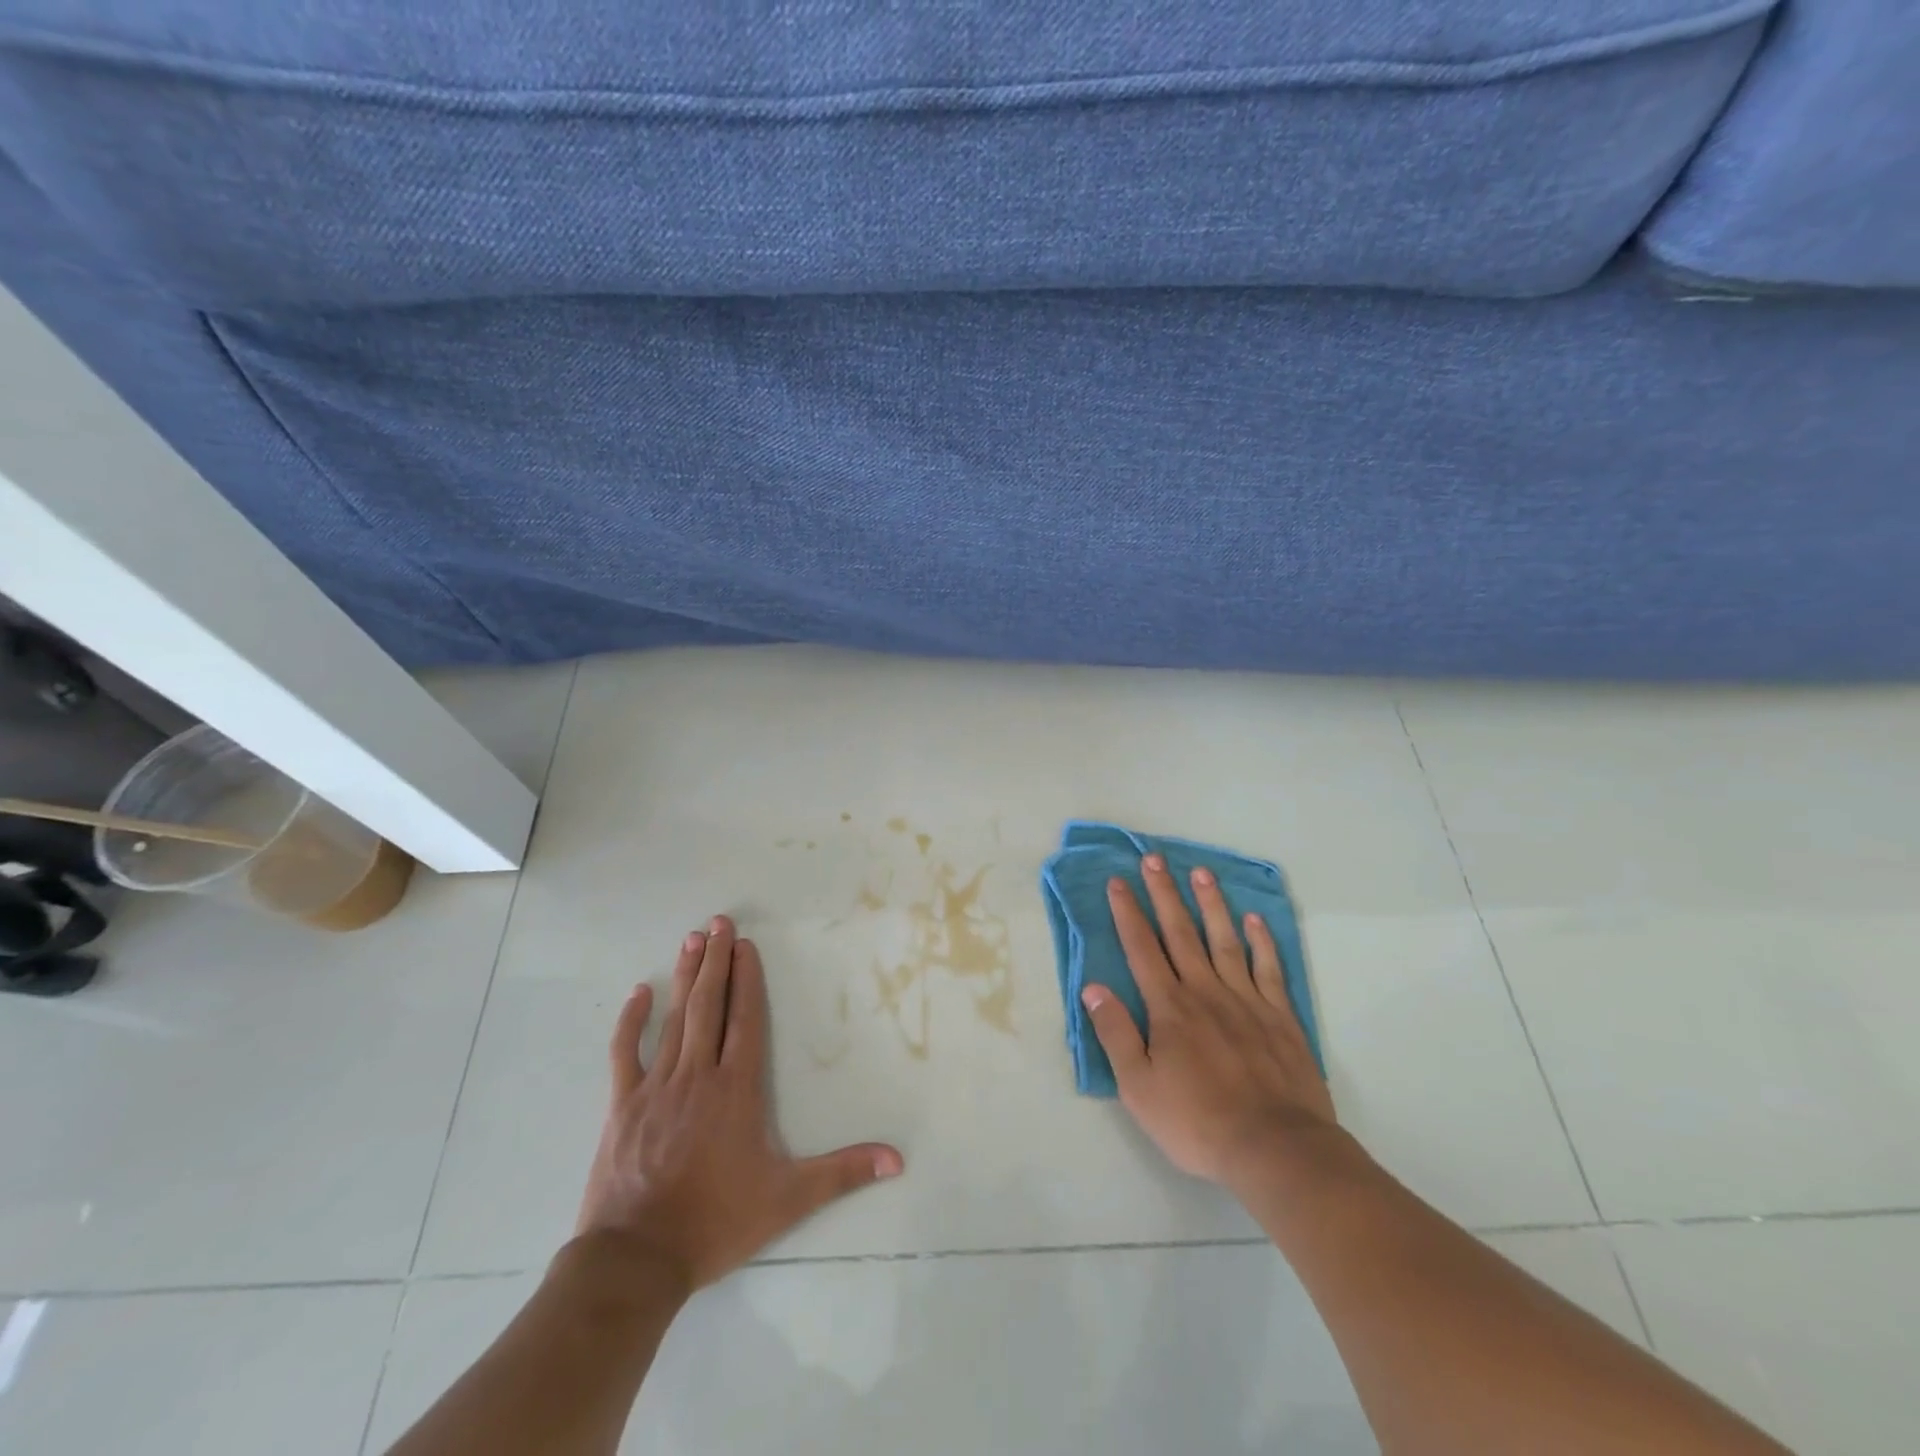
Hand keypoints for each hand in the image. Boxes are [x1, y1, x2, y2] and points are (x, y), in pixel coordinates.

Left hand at [576, 916, 903, 1290]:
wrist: (637, 1260)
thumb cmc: (716, 1222)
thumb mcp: (788, 1199)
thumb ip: (843, 1173)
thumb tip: (897, 1159)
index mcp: (736, 1089)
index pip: (745, 1020)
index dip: (747, 979)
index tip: (745, 945)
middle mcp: (698, 1075)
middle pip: (709, 1006)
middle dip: (716, 960)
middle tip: (718, 921)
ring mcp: (656, 1087)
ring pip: (674, 1019)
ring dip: (685, 977)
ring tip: (692, 939)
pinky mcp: (622, 1106)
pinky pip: (625, 1053)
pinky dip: (631, 1021)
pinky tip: (639, 992)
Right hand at [1081, 855, 1336, 1186]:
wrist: (1276, 1149)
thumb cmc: (1198, 1121)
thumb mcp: (1139, 1087)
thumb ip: (1116, 1034)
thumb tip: (1093, 988)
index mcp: (1169, 1007)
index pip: (1142, 949)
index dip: (1128, 913)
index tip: (1118, 881)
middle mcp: (1205, 992)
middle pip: (1181, 933)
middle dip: (1165, 893)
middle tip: (1154, 858)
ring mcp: (1247, 1000)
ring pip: (1224, 940)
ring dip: (1210, 904)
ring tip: (1201, 872)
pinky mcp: (1280, 1017)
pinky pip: (1269, 969)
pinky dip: (1261, 942)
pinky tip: (1254, 920)